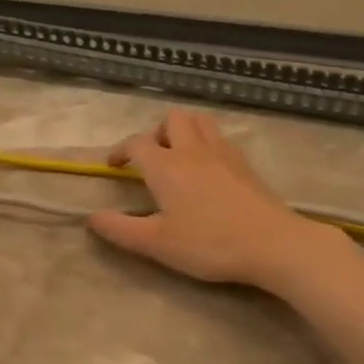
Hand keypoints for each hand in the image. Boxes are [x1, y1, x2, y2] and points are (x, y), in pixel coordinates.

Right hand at [86, 109, 328, 285]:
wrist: (271, 243)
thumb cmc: (208, 243)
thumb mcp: (156, 243)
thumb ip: (120, 229)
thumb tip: (91, 218)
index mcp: (165, 166)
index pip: (136, 143)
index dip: (120, 151)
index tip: (114, 167)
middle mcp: (192, 150)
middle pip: (171, 119)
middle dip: (155, 132)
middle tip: (151, 160)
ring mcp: (223, 153)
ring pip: (200, 121)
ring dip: (183, 131)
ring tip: (178, 158)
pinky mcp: (245, 164)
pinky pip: (220, 138)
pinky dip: (206, 144)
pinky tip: (208, 172)